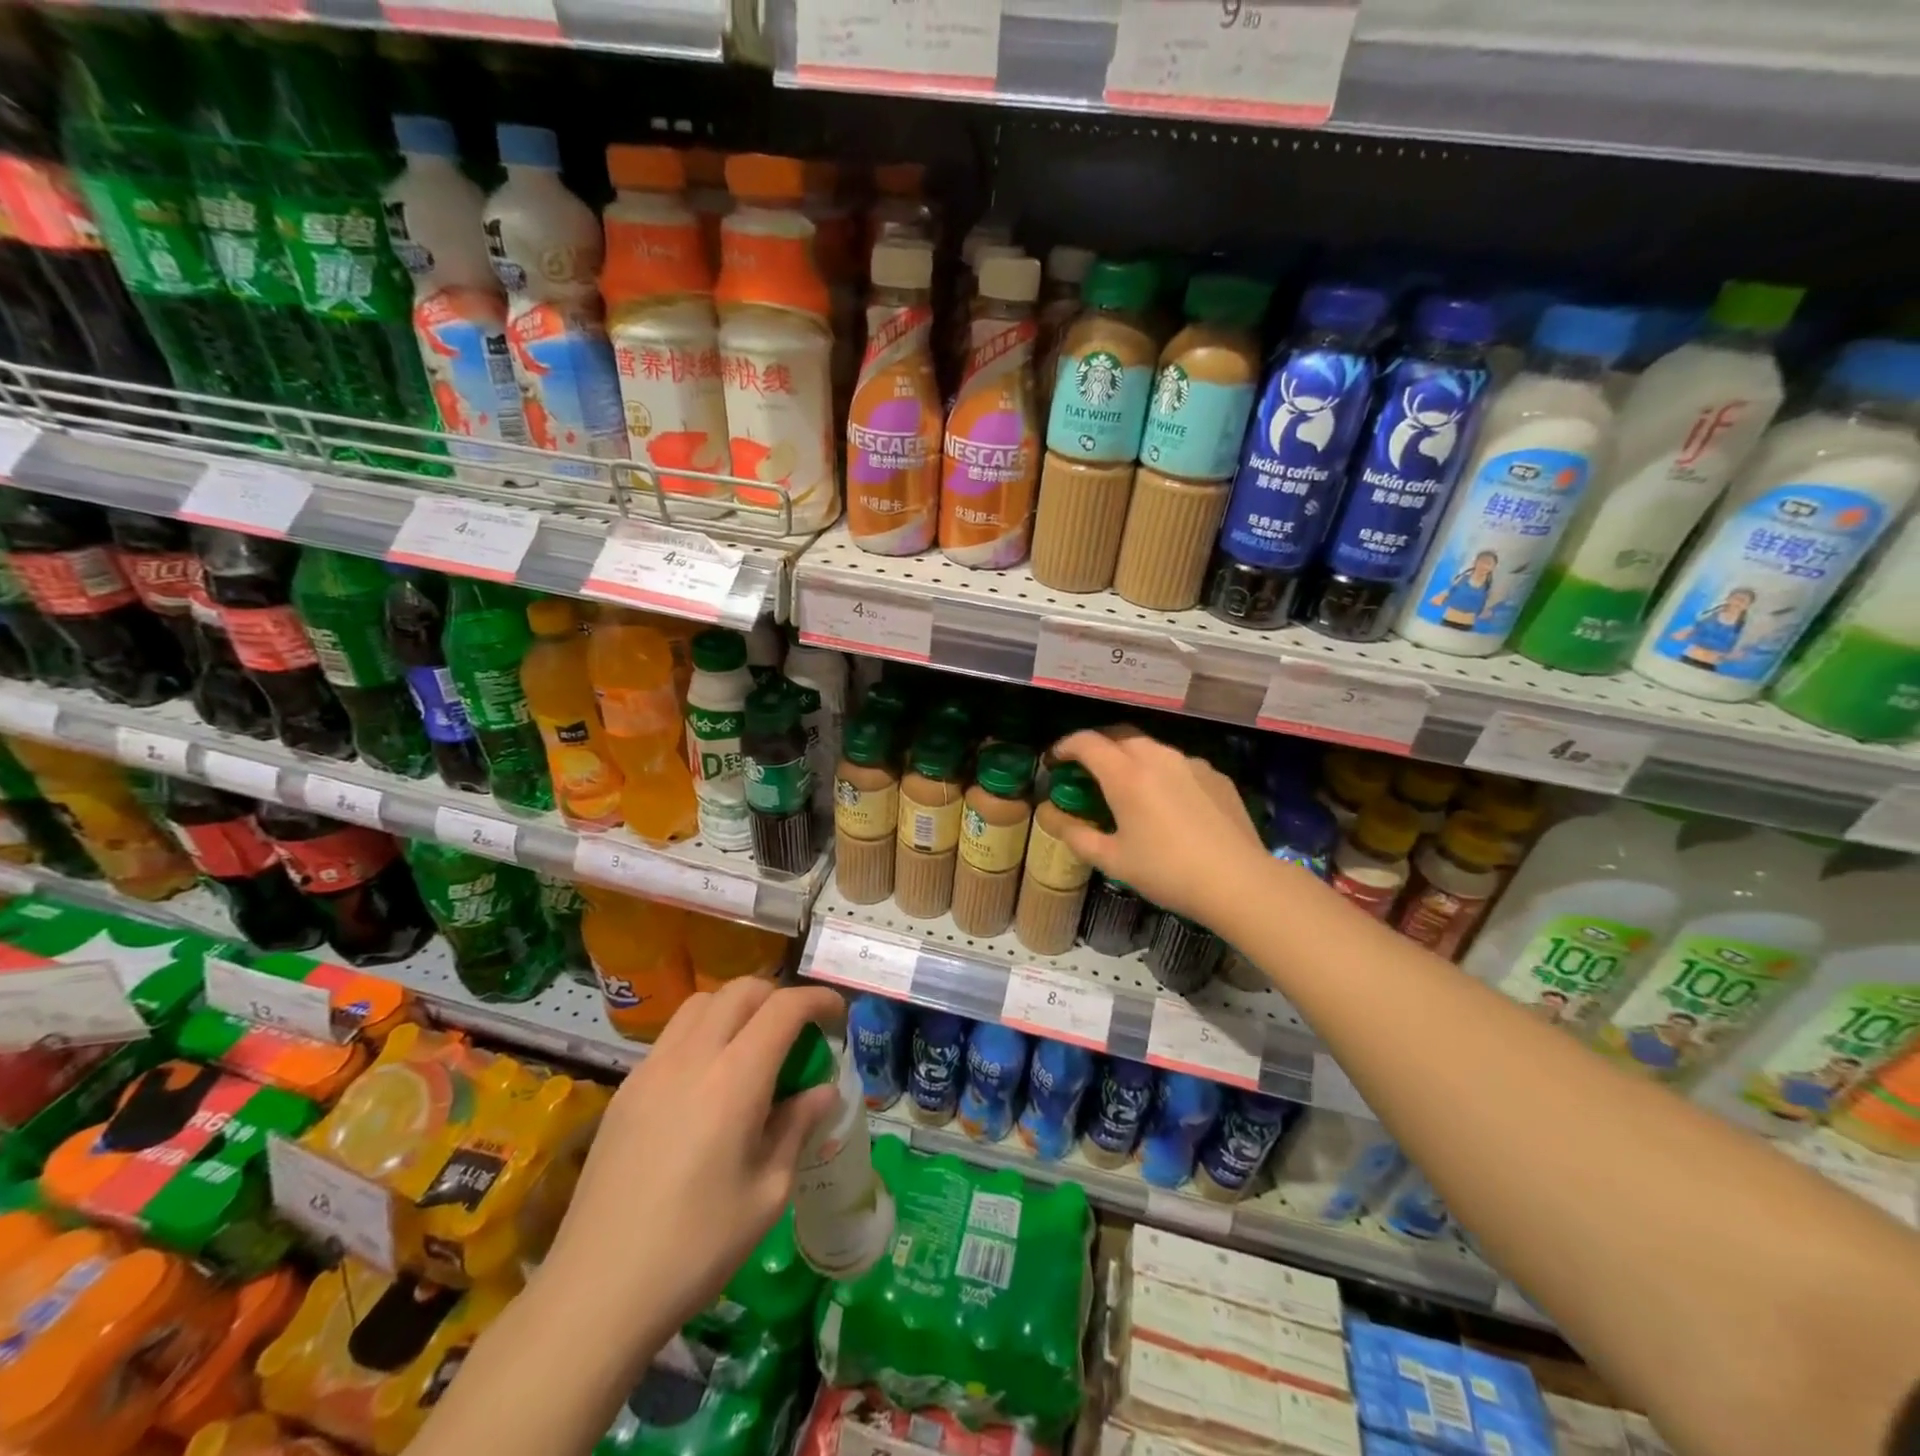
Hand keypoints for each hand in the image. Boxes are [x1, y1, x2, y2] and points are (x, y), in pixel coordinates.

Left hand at [540, 980, 842, 1341]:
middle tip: (798, 1032)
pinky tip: (708, 1082)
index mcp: (734, 1079)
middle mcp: (692, 1058)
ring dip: (737, 1008)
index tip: (837, 1015)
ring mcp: (651, 1069)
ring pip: (702, 1003)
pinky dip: (704, 1033)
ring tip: (753, 1048)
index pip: (783, 1008)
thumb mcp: (768, 1193)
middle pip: (741, 991)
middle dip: (778, 997)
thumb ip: (797, 1128)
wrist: (596, 1293)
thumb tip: (823, 1091)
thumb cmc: (696, 1248)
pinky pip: (673, 1036)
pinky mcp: (625, 1090)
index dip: (817, 1000)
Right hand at [1051, 728, 1267, 923]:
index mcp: (1126, 774)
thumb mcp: (1113, 860)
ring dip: (1131, 758)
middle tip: (1088, 771)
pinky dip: (1163, 773)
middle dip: (1098, 747)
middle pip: (1119, 736)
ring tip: (1128, 786)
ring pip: (1152, 748)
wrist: (1239, 881)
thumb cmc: (1167, 871)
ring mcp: (1190, 763)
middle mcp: (1157, 757)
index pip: (1086, 742)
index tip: (1055, 761)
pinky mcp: (1216, 775)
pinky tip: (1168, 803)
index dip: (1064, 746)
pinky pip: (1179, 765)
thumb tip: (1051, 817)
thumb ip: (1077, 835)